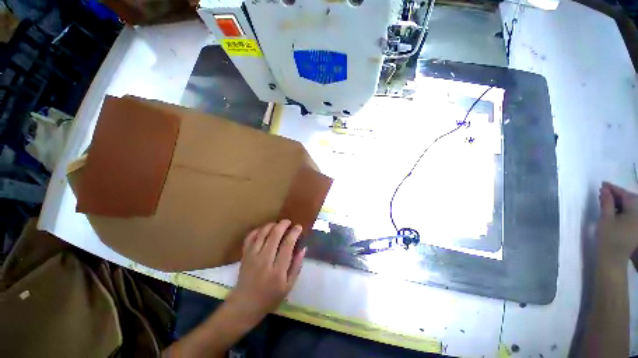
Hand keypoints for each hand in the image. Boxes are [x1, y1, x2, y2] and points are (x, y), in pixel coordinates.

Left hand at [226, 219, 305, 322]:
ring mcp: (252, 257)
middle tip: (288, 222)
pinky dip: (257, 230)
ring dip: (271, 225)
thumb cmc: (270, 297)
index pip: (287, 245)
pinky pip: (250, 237)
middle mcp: (264, 260)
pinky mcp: (244, 255)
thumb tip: (303, 248)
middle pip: (274, 235)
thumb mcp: (288, 286)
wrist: (245, 305)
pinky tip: (264, 230)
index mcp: (277, 270)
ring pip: (262, 233)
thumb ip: (297, 266)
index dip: (294, 233)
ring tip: (277, 224)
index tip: (299, 227)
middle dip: (283, 224)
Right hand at [597, 182, 637, 262]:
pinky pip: (631, 213)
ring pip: (631, 207)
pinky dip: (622, 209)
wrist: (613, 259)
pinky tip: (614, 210)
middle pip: (630, 200)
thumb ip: (606, 203)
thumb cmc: (609, 238)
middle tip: (604, 192)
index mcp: (635, 211)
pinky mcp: (636, 228)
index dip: (614, 188)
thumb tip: (605, 190)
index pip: (626, 195)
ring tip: (608, 200)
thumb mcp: (606, 219)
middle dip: (618, 195)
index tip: (602, 184)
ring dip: (620, 202)